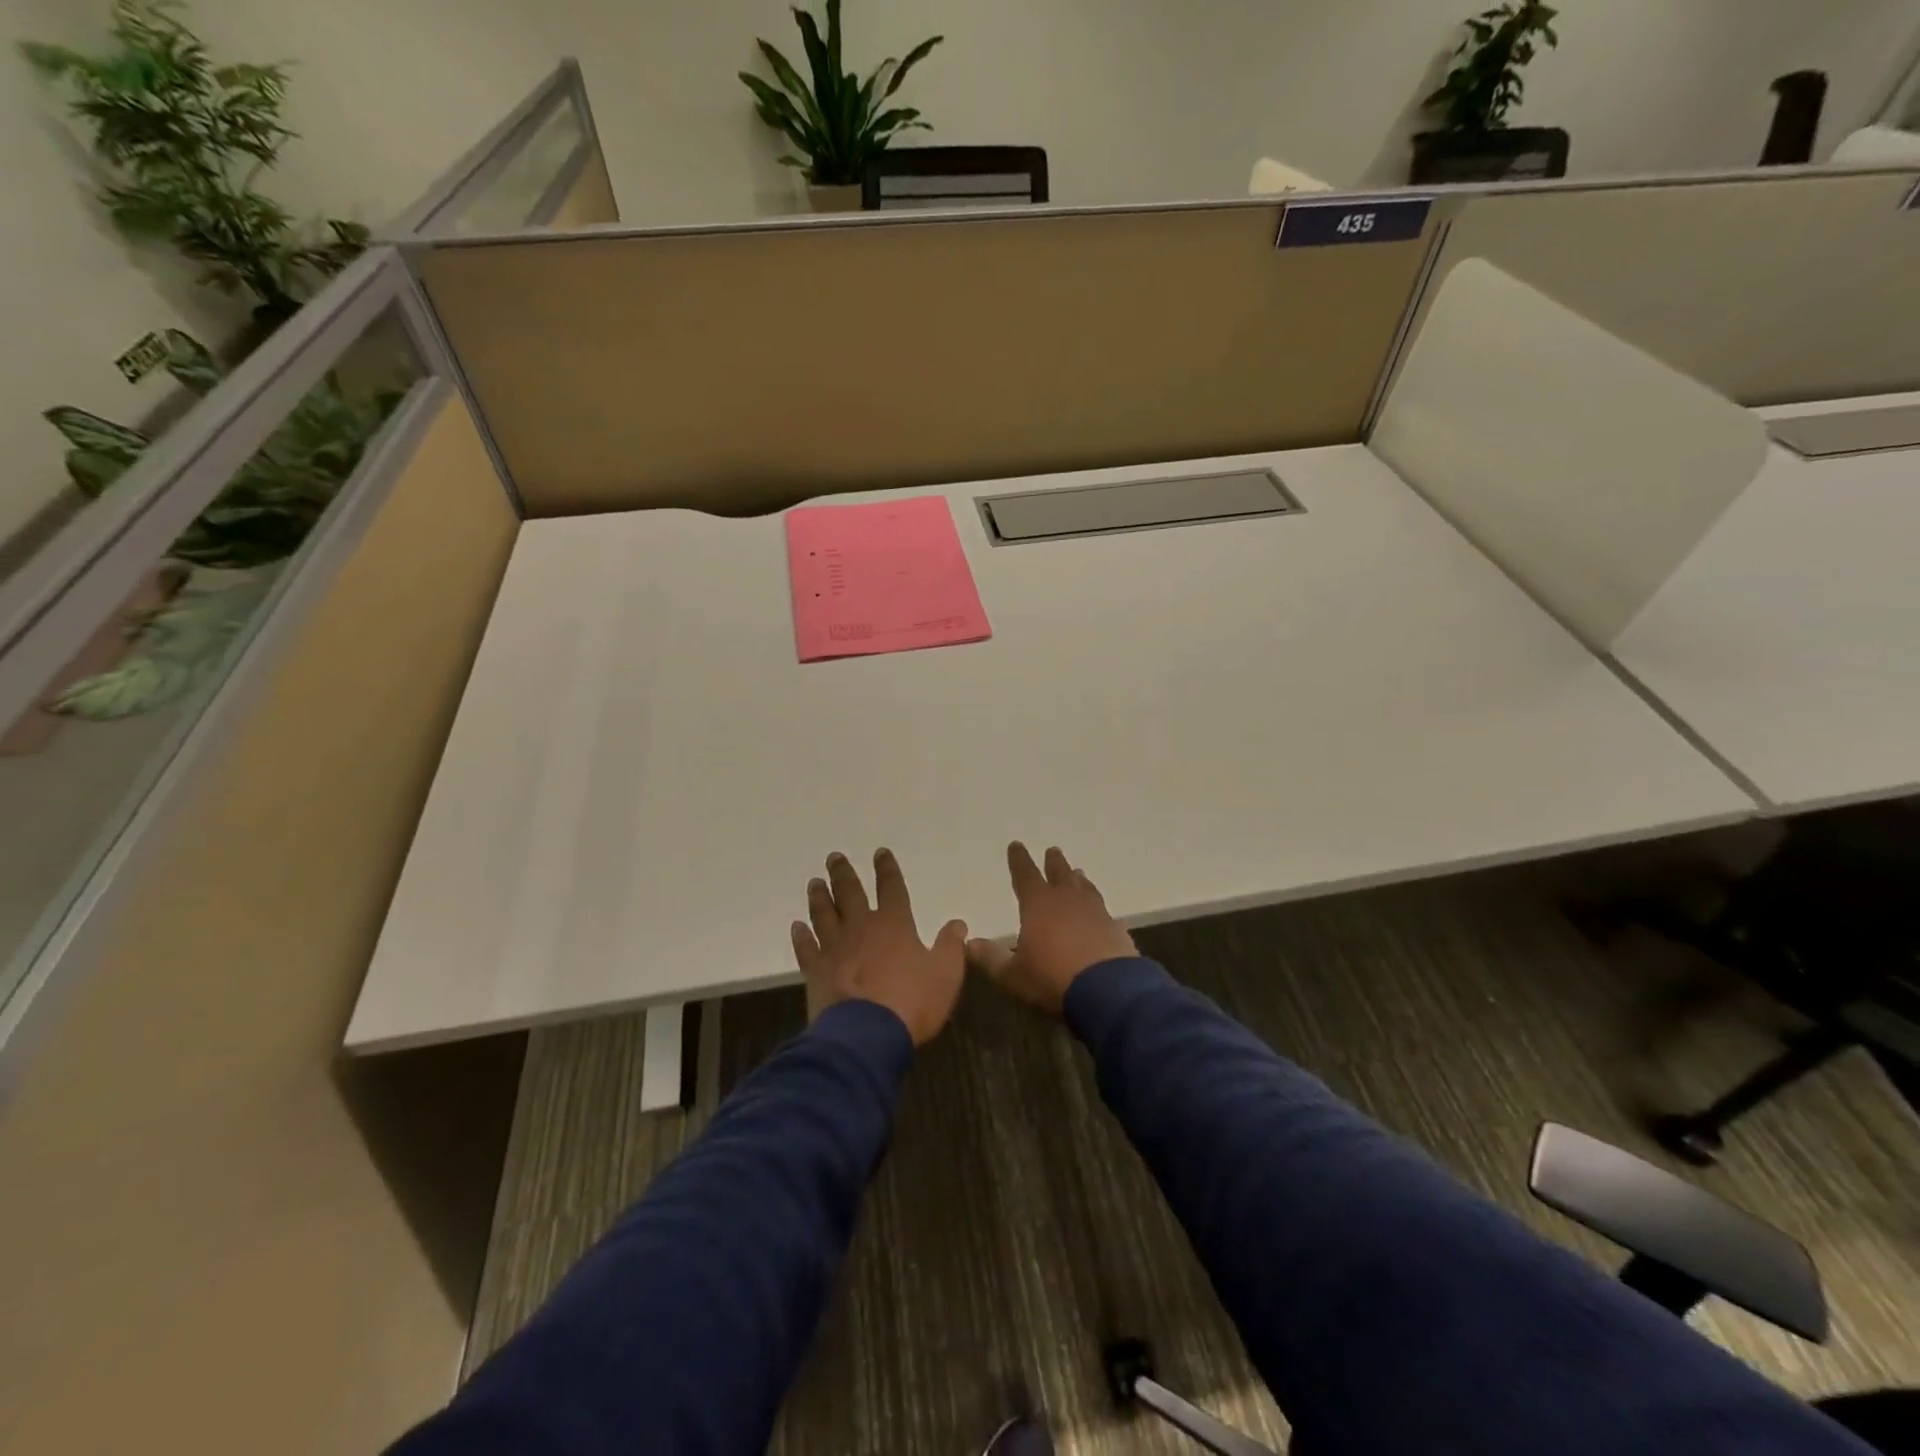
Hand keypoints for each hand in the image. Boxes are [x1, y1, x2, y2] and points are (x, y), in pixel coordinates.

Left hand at [792, 849, 968, 1046]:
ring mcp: (835, 948)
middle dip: (843, 874)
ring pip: (824, 914)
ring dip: (819, 898)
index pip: (891, 888)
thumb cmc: (911, 1003)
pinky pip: (806, 948)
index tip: (880, 853)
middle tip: (834, 857)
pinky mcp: (816, 971)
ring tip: (815, 882)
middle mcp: (861, 928)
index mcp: (894, 924)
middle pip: (850, 894)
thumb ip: (951, 947)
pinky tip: (797, 926)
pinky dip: (801, 936)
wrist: (866, 1035)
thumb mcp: (945, 975)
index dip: (887, 870)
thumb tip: (957, 923)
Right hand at [967, 843, 1136, 1015]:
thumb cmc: (1051, 979)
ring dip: (1078, 880)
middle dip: (1054, 862)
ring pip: (1085, 888)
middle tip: (1053, 850)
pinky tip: (1100, 912)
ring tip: (1077, 873)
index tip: (1016, 845)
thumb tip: (970, 943)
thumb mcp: (1012, 975)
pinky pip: (1104, 911)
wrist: (1108, 992)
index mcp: (1038, 905)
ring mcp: (1095, 913)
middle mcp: (1068, 901)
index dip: (1019, 860)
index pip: (1025, 875)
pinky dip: (1097, 907)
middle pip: (1060, 874)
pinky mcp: (1116, 930)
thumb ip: (991, 958)